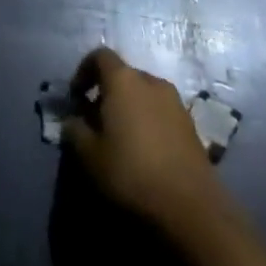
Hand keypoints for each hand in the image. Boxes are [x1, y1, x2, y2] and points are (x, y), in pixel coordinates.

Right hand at [62, 47, 235, 240]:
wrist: (192, 209)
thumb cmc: (132, 173)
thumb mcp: (89, 154)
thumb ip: (74, 129)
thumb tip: (73, 120)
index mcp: (123, 80)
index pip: (100, 56)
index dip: (83, 71)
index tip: (76, 97)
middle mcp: (151, 82)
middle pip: (123, 75)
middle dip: (107, 92)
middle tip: (96, 120)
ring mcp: (176, 103)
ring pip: (144, 94)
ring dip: (129, 107)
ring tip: (121, 137)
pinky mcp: (192, 126)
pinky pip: (161, 112)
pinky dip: (149, 121)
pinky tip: (145, 151)